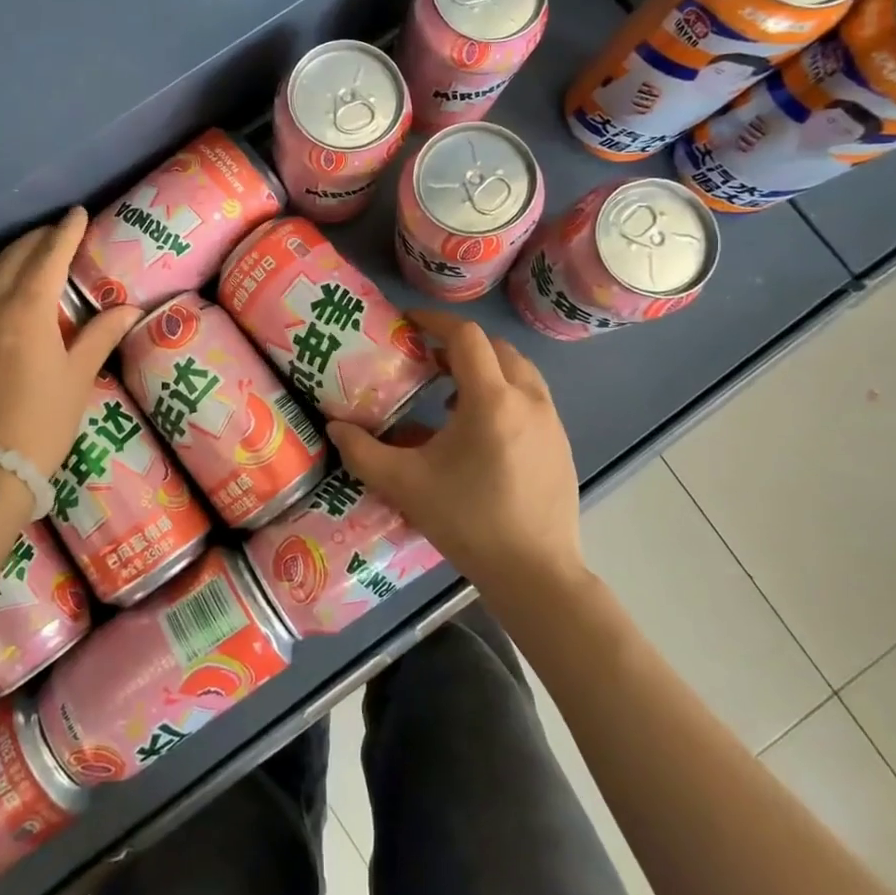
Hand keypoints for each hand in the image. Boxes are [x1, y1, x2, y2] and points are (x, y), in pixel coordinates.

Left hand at [0, 209, 141, 481]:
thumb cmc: (43, 422)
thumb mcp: (79, 376)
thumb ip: (101, 335)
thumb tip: (130, 308)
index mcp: (27, 311)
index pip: (48, 256)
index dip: (66, 232)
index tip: (76, 214)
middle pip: (8, 259)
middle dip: (34, 242)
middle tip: (53, 242)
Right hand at [327, 310, 584, 601]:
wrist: (536, 574)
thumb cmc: (468, 522)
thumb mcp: (405, 485)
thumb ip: (363, 452)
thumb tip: (334, 427)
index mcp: (491, 401)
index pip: (467, 337)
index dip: (436, 321)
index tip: (409, 323)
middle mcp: (528, 399)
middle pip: (496, 348)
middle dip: (459, 345)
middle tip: (426, 359)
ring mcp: (551, 421)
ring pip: (519, 371)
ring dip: (485, 369)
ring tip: (450, 394)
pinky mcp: (562, 443)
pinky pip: (531, 398)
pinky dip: (504, 393)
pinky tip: (479, 431)